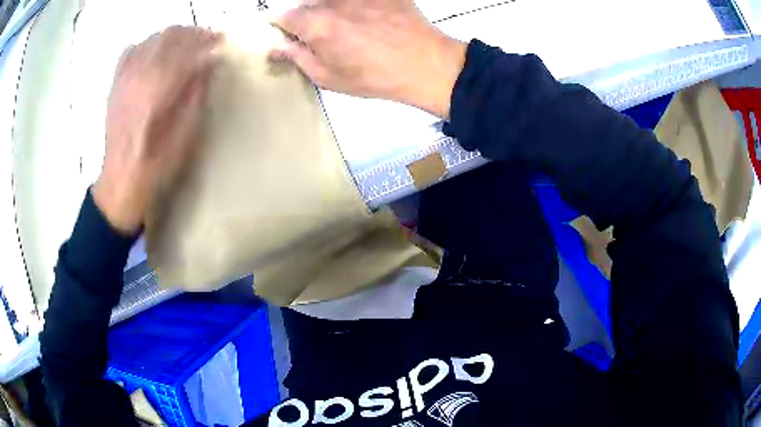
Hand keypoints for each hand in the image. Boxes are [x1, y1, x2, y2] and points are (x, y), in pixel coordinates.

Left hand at [93, 26, 221, 233]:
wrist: (121, 181)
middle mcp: (139, 76)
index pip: (187, 50)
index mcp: (158, 89)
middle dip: (192, 34)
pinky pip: (130, 51)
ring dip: (172, 36)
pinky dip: (147, 44)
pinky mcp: (116, 84)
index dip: (207, 42)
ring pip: (151, 39)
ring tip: (185, 43)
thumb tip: (208, 63)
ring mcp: (124, 78)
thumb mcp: (187, 134)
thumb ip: (197, 93)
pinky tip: (155, 51)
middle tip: (208, 39)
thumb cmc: (157, 165)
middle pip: (169, 37)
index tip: (222, 42)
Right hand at [272, 0, 466, 118]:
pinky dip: (352, 6)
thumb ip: (298, 58)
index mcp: (316, 24)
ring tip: (346, 26)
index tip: (288, 35)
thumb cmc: (375, 77)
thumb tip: (278, 47)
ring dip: (327, 8)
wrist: (425, 64)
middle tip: (319, 34)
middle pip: (305, 3)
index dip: (282, 26)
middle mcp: (332, 2)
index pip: (282, 16)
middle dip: (305, 16)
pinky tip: (364, 19)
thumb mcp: (329, 78)